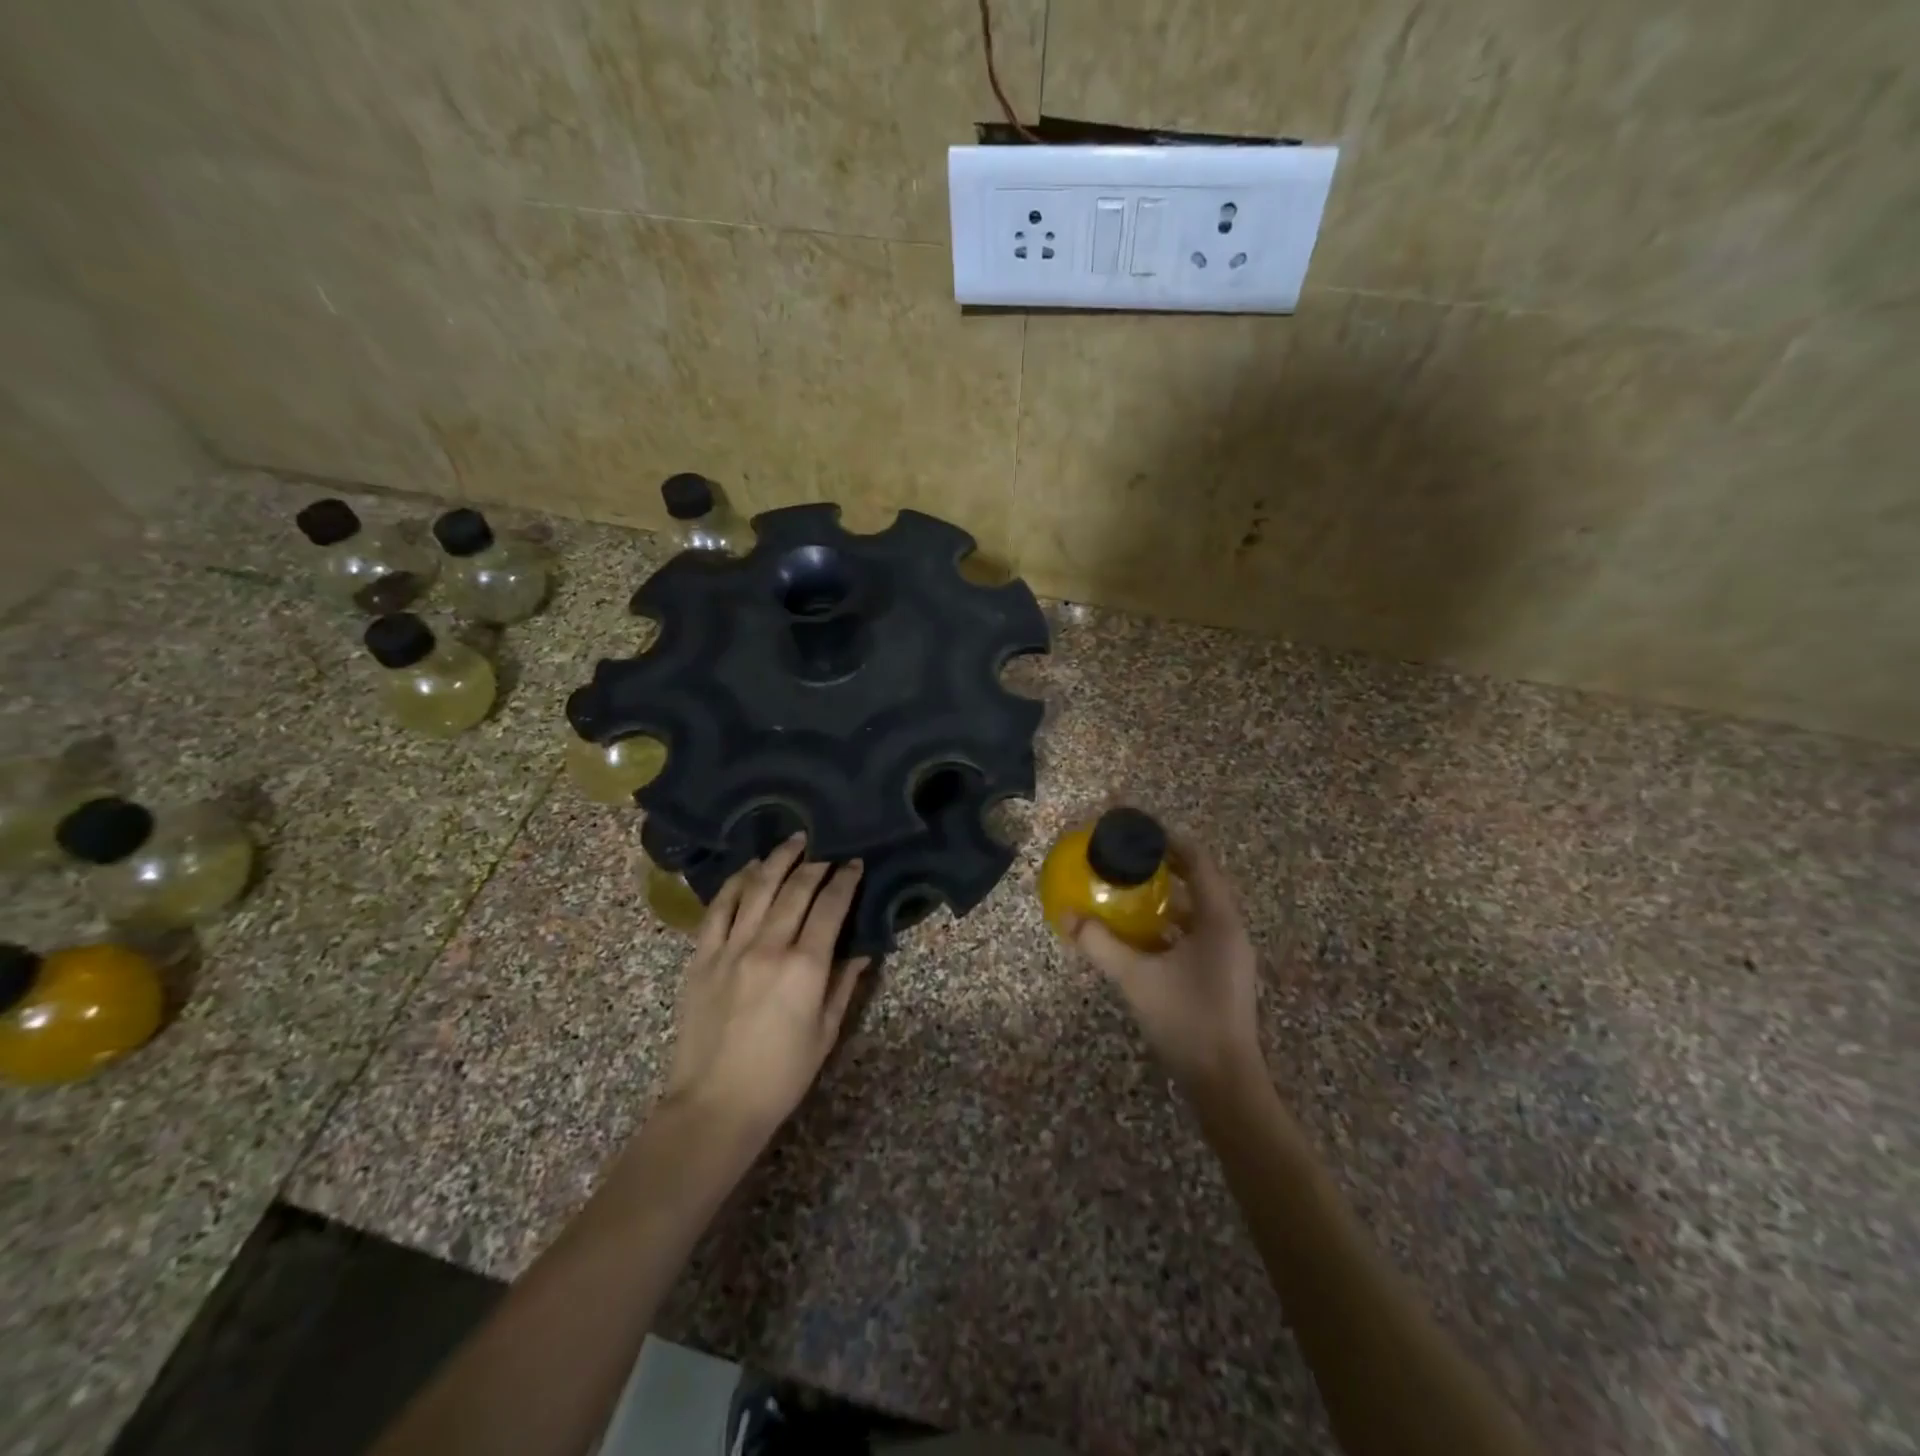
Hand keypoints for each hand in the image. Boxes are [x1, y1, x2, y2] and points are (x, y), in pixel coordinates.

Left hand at [663, 835, 870, 1140]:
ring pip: (757, 889)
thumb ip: (844, 985)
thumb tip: (862, 950)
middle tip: (827, 848)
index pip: (830, 907)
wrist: (714, 1104)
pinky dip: (735, 883)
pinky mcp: (702, 957)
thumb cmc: (781, 1075)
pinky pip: (719, 909)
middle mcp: (768, 946)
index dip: (845, 880)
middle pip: (795, 889)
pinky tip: (748, 869)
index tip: (855, 863)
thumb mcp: (826, 1033)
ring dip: (777, 861)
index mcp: (805, 967)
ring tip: (793, 841)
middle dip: (815, 863)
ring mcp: (730, 948)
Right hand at [1066, 833, 1263, 1095]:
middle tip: (1129, 858)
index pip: (1200, 862)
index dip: (1172, 841)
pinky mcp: (1221, 976)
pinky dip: (1171, 926)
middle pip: (1200, 883)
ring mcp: (1228, 955)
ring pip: (1198, 912)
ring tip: (1130, 890)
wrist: (1224, 1082)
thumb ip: (1100, 944)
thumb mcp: (1136, 978)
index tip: (1141, 831)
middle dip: (1166, 867)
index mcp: (1219, 920)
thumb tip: (1066, 915)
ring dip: (1168, 898)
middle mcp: (1229, 931)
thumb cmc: (1186, 1019)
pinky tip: (1142, 936)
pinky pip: (1196, 935)